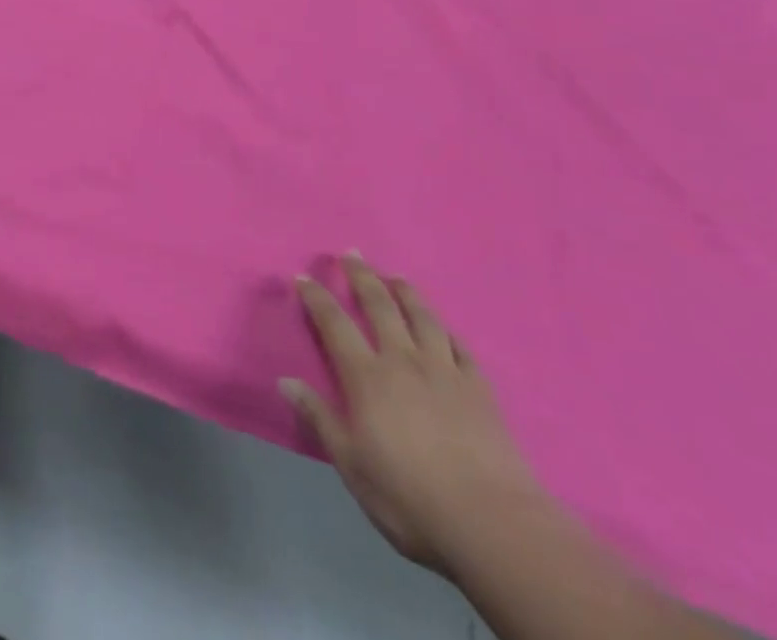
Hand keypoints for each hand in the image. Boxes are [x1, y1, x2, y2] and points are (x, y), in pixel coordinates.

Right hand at [280, 253, 543, 574]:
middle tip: (351, 253)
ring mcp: (445, 370)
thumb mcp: (351, 464)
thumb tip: (285, 380)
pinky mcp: (479, 388)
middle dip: (361, 276)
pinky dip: (446, 330)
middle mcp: (403, 360)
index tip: (303, 277)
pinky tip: (442, 327)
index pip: (334, 323)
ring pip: (422, 316)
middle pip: (379, 305)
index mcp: (367, 376)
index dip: (317, 297)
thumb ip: (319, 418)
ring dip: (405, 291)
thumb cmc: (409, 497)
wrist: (491, 524)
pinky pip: (459, 346)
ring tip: (395, 276)